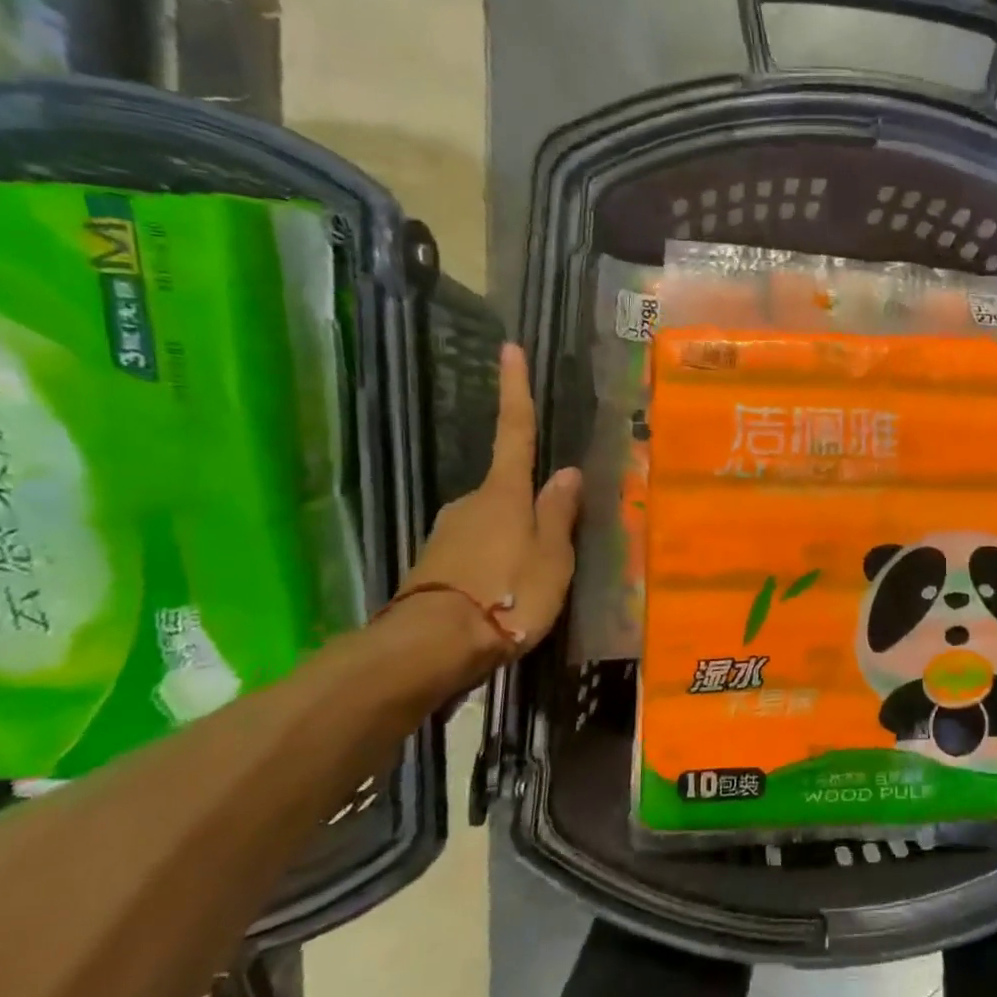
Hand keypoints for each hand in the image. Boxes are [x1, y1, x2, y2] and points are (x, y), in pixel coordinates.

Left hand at [400, 344, 580, 654]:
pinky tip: (506, 594)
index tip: (509, 348)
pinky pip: (476, 551)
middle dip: (529, 506)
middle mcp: (470, 502)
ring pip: (492, 523)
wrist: (430, 648)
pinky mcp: (434, 566)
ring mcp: (447, 533)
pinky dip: (494, 562)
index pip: (514, 430)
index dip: (515, 390)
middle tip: (554, 545)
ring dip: (513, 540)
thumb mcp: (551, 556)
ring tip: (533, 582)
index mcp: (504, 493)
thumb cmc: (507, 594)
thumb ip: (558, 513)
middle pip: (507, 489)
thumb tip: (566, 472)